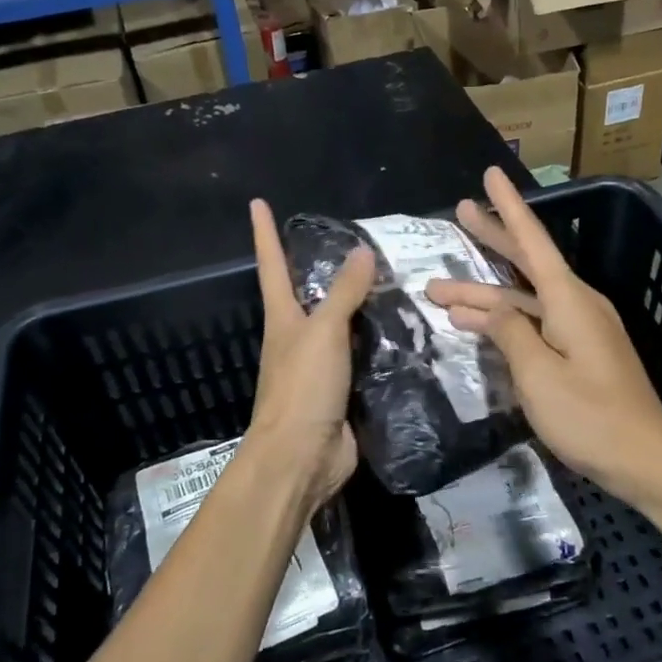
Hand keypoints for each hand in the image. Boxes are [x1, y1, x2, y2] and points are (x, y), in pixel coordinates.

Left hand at [239, 199, 375, 514]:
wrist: (302, 458)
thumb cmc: (302, 388)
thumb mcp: (323, 332)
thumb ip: (344, 293)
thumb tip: (361, 251)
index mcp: (282, 318)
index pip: (272, 265)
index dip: (265, 233)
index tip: (257, 203)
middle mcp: (297, 338)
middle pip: (307, 294)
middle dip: (322, 269)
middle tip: (356, 243)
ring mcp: (318, 367)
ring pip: (341, 326)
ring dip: (360, 307)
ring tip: (394, 282)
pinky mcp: (342, 392)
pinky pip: (363, 358)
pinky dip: (379, 343)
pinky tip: (404, 334)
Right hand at [426, 168, 661, 508]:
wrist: (647, 461)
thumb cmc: (591, 417)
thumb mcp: (538, 375)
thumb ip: (508, 334)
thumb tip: (483, 308)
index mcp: (570, 300)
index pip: (532, 241)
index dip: (508, 207)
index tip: (490, 174)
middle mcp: (577, 304)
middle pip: (528, 261)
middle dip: (492, 238)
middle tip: (459, 213)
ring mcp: (581, 329)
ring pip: (526, 298)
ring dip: (486, 294)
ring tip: (440, 292)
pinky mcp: (581, 352)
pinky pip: (536, 321)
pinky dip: (506, 319)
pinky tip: (478, 326)